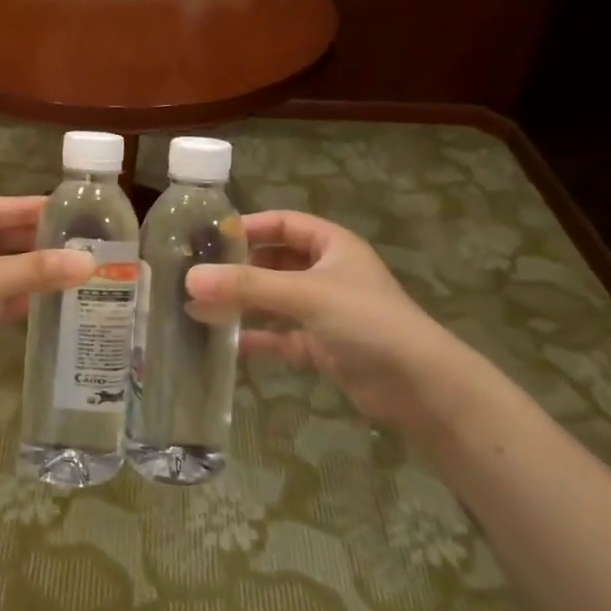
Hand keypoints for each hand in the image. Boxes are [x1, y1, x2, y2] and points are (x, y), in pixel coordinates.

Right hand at [186, 210, 461, 426]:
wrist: (420, 387)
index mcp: (332, 245)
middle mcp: (328, 273)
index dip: (249, 226)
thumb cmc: (366, 321)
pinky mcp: (324, 347)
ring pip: (275, 300)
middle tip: (197, 275)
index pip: (283, 224)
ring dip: (243, 304)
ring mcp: (326, 312)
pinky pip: (282, 336)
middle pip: (275, 262)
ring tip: (199, 308)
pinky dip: (258, 338)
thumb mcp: (305, 294)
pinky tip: (227, 344)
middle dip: (238, 269)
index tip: (209, 237)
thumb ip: (247, 286)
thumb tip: (190, 278)